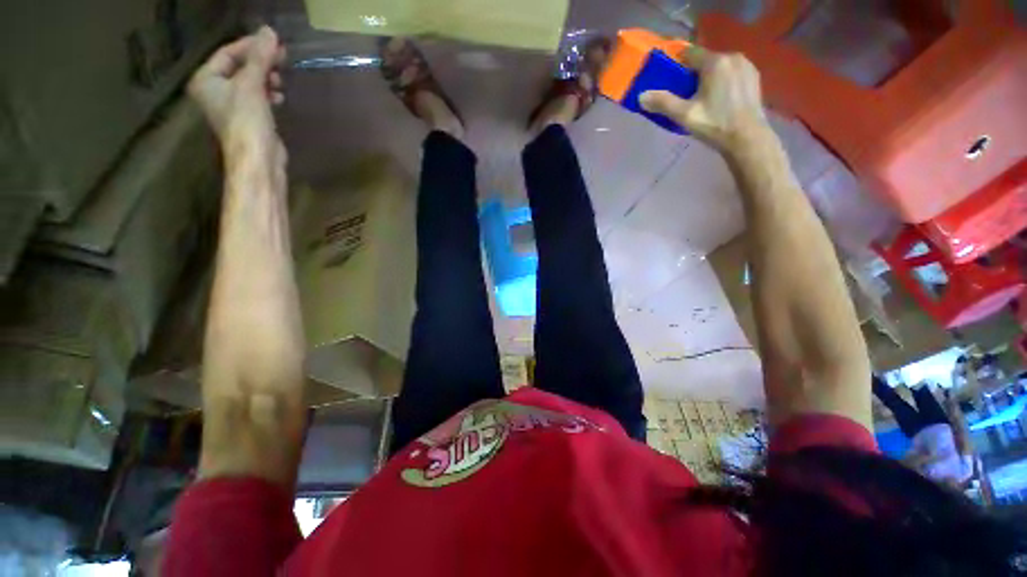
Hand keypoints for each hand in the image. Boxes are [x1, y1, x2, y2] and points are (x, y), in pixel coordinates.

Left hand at [188, 26, 285, 162]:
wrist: (258, 159)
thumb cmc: (246, 121)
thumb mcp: (251, 85)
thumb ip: (260, 57)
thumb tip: (269, 31)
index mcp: (206, 80)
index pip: (227, 53)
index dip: (250, 46)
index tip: (273, 42)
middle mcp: (215, 90)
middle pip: (239, 67)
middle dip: (260, 62)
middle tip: (282, 58)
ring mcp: (232, 106)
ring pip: (250, 82)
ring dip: (266, 77)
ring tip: (280, 80)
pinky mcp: (249, 118)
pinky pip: (257, 97)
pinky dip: (268, 93)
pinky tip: (279, 95)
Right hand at [640, 47, 769, 153]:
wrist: (747, 138)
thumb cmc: (714, 124)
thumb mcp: (684, 115)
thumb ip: (663, 103)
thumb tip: (641, 96)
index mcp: (715, 62)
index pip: (689, 53)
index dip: (677, 65)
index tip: (670, 81)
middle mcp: (732, 57)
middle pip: (705, 60)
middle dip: (693, 74)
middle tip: (685, 95)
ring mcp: (746, 66)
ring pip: (719, 66)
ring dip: (708, 77)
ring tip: (702, 98)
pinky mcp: (754, 77)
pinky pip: (732, 72)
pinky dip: (723, 81)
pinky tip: (719, 99)